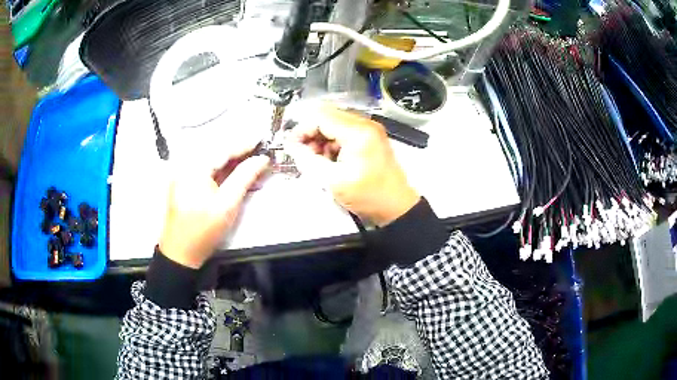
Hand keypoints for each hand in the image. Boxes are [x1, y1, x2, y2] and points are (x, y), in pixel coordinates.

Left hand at [159, 151, 269, 268]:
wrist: (181, 252)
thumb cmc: (204, 230)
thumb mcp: (227, 204)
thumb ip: (244, 177)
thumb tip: (261, 160)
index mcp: (194, 168)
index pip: (223, 149)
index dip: (244, 144)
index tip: (262, 140)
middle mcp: (185, 165)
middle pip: (216, 151)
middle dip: (237, 151)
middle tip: (258, 151)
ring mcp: (182, 174)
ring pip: (210, 160)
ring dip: (230, 159)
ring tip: (249, 160)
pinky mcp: (183, 183)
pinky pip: (204, 169)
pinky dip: (220, 169)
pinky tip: (232, 171)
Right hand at [287, 106, 419, 225]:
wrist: (396, 206)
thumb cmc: (368, 196)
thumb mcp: (333, 181)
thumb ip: (308, 160)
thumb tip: (292, 146)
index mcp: (358, 132)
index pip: (321, 117)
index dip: (302, 129)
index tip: (292, 145)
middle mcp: (365, 124)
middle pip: (328, 117)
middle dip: (311, 134)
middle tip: (304, 154)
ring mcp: (370, 130)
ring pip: (335, 124)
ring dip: (321, 139)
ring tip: (318, 160)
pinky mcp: (370, 138)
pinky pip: (344, 132)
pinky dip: (333, 143)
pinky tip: (330, 160)